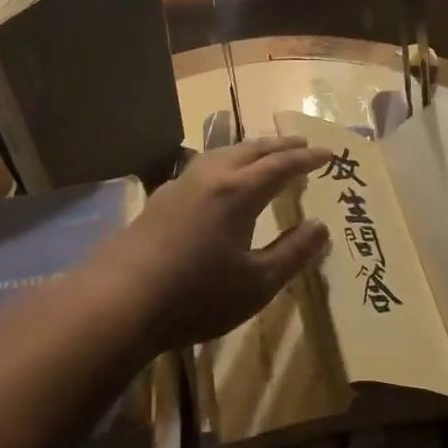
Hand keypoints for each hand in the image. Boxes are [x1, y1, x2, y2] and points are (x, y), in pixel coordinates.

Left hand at [95, 136, 333, 351]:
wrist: (119, 301)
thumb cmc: (197, 295)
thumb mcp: (257, 283)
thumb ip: (293, 253)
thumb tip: (321, 226)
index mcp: (238, 192)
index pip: (281, 165)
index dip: (307, 159)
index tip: (329, 154)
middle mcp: (209, 178)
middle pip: (250, 150)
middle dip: (279, 145)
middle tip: (301, 145)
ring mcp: (179, 186)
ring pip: (221, 154)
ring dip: (249, 150)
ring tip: (263, 155)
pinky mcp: (159, 201)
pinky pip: (202, 168)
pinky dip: (224, 164)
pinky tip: (219, 182)